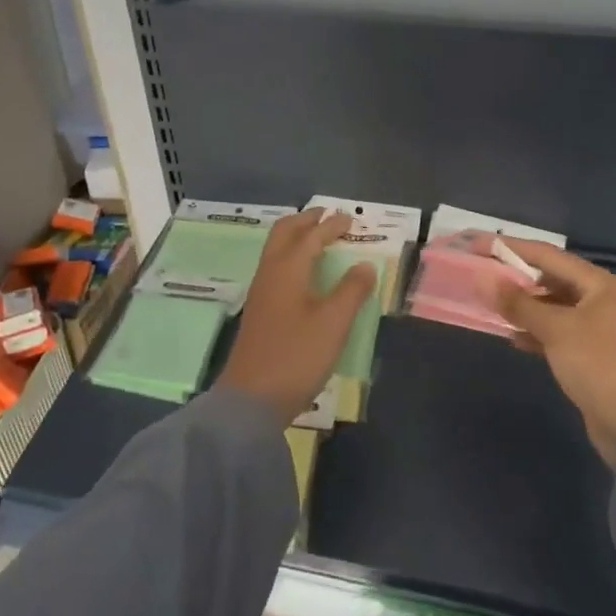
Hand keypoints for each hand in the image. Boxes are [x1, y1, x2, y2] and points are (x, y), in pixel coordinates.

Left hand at [218, 209, 376, 423]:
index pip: (311, 237)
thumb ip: (351, 291)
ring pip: (276, 250)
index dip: (331, 226)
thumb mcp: (333, 323)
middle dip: (305, 221)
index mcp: (288, 269)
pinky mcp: (259, 312)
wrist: (251, 400)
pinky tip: (303, 273)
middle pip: (284, 234)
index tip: (350, 219)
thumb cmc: (296, 356)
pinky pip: (275, 267)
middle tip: (326, 215)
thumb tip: (364, 265)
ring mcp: (260, 293)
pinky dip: (291, 256)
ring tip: (316, 238)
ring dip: (296, 237)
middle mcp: (270, 274)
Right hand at [496, 242, 615, 466]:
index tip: (479, 245)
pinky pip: (557, 332)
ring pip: (553, 307)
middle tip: (483, 276)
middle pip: (551, 279)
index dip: (511, 248)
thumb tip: (483, 278)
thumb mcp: (555, 329)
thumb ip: (518, 303)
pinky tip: (514, 338)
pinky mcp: (590, 353)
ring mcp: (598, 327)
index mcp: (600, 284)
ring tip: (492, 307)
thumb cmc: (597, 364)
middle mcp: (602, 299)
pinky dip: (536, 331)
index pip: (548, 255)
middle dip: (517, 278)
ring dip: (524, 307)